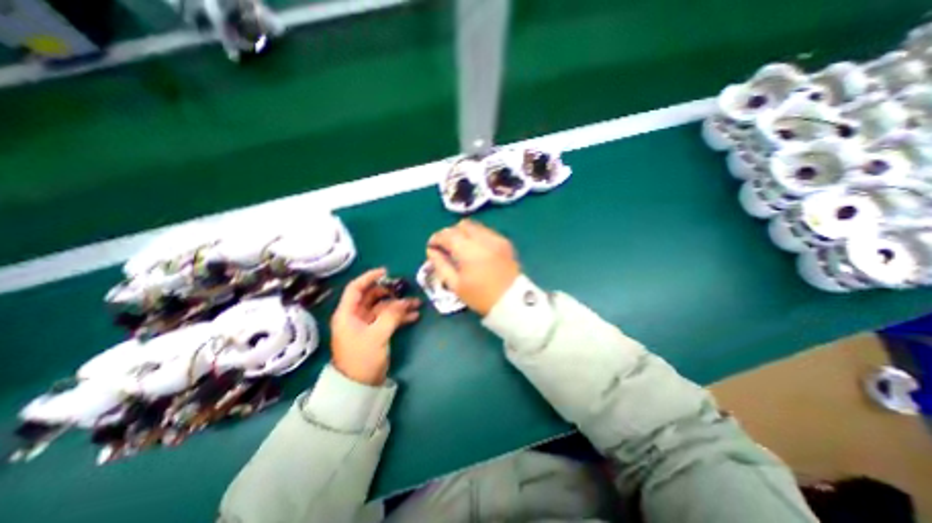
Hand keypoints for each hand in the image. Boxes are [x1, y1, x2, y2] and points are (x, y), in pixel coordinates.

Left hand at [331, 270, 422, 382]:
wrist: (359, 386)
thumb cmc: (362, 358)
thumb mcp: (377, 335)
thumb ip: (391, 315)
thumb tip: (404, 302)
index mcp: (347, 313)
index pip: (356, 288)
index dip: (369, 277)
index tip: (386, 271)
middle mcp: (356, 316)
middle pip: (373, 297)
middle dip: (390, 293)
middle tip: (405, 290)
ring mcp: (367, 324)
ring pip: (383, 308)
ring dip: (399, 305)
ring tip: (416, 304)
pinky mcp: (375, 333)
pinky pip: (388, 319)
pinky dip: (400, 316)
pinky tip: (414, 316)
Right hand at [424, 218, 520, 316]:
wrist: (512, 301)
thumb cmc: (480, 296)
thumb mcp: (455, 285)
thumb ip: (441, 265)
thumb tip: (431, 251)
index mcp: (469, 250)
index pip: (447, 234)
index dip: (436, 238)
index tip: (432, 246)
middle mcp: (483, 239)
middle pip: (461, 225)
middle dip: (450, 233)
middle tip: (446, 247)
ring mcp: (496, 239)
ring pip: (475, 226)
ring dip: (464, 233)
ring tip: (461, 248)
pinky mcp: (505, 242)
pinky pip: (486, 232)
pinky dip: (477, 236)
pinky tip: (476, 250)